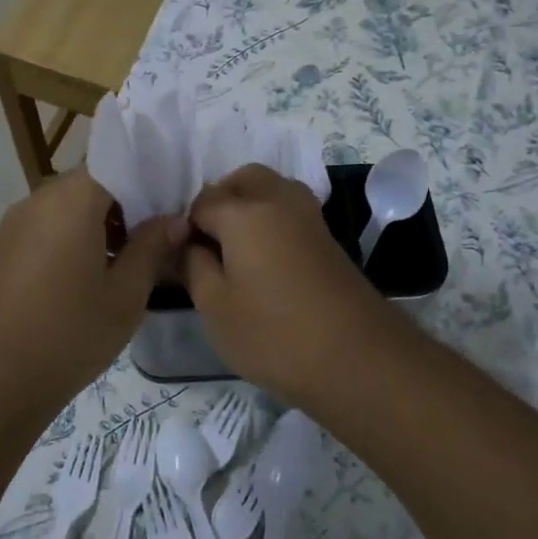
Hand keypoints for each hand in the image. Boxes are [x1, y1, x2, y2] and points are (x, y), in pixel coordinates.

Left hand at [0, 170, 185, 433]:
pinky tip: (92, 276)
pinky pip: (48, 229)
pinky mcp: (3, 250)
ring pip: (68, 208)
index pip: (118, 164)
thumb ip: (152, 248)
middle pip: (92, 185)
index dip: (150, 181)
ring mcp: (15, 224)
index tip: (175, 205)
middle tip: (160, 236)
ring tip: (131, 260)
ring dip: (100, 224)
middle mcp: (39, 199)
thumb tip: (174, 220)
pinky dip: (74, 239)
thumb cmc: (68, 333)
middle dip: (127, 205)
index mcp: (72, 199)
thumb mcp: (125, 295)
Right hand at [185, 165, 398, 405]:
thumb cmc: (273, 334)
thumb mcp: (215, 307)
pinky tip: (264, 261)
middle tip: (207, 242)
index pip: (202, 202)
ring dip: (249, 206)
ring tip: (235, 251)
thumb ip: (193, 266)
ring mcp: (310, 218)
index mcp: (245, 212)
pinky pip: (291, 212)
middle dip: (220, 200)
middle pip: (244, 179)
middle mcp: (279, 201)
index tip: (180, 259)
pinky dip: (272, 222)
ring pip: (272, 190)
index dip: (185, 228)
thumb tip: (188, 245)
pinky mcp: (329, 240)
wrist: (357, 358)